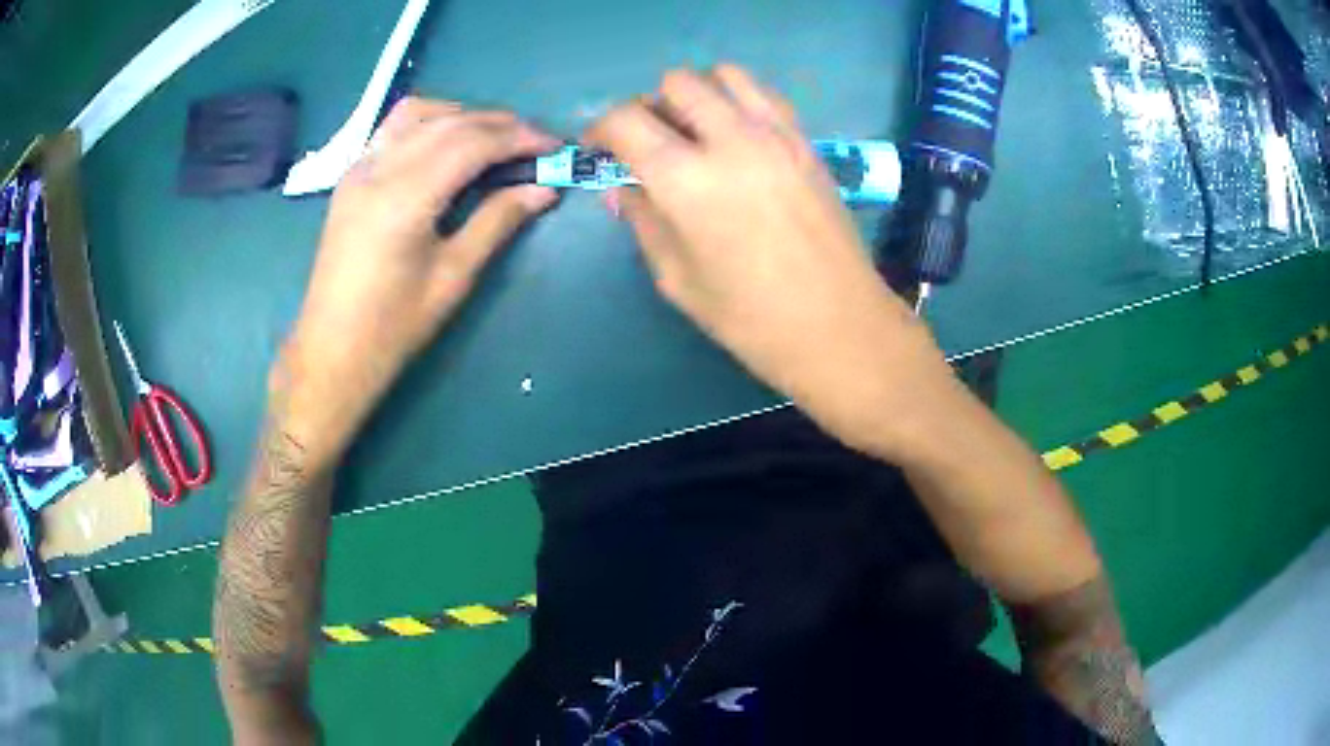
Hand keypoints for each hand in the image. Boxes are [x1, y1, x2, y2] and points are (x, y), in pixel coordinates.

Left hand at [276, 98, 559, 465]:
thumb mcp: (453, 277)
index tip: (555, 146)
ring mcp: (359, 168)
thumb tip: (544, 189)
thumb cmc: (393, 326)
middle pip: (449, 122)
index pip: (473, 142)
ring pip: (418, 113)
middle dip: (499, 124)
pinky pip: (393, 128)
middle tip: (535, 143)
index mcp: (406, 197)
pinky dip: (429, 122)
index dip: (519, 137)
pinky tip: (446, 144)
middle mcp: (380, 168)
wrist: (331, 350)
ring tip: (493, 138)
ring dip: (462, 115)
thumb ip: (498, 221)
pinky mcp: (350, 176)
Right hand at [585, 66, 954, 457]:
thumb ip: (643, 219)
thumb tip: (623, 186)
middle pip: (677, 82)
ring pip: (725, 74)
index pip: (626, 119)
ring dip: (699, 94)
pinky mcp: (806, 141)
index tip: (601, 149)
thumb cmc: (750, 318)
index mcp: (686, 178)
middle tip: (651, 144)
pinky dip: (739, 101)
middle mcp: (730, 139)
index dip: (602, 129)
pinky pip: (764, 95)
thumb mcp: (676, 277)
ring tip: (696, 133)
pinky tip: (737, 138)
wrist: (838, 325)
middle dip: (651, 106)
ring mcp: (776, 134)